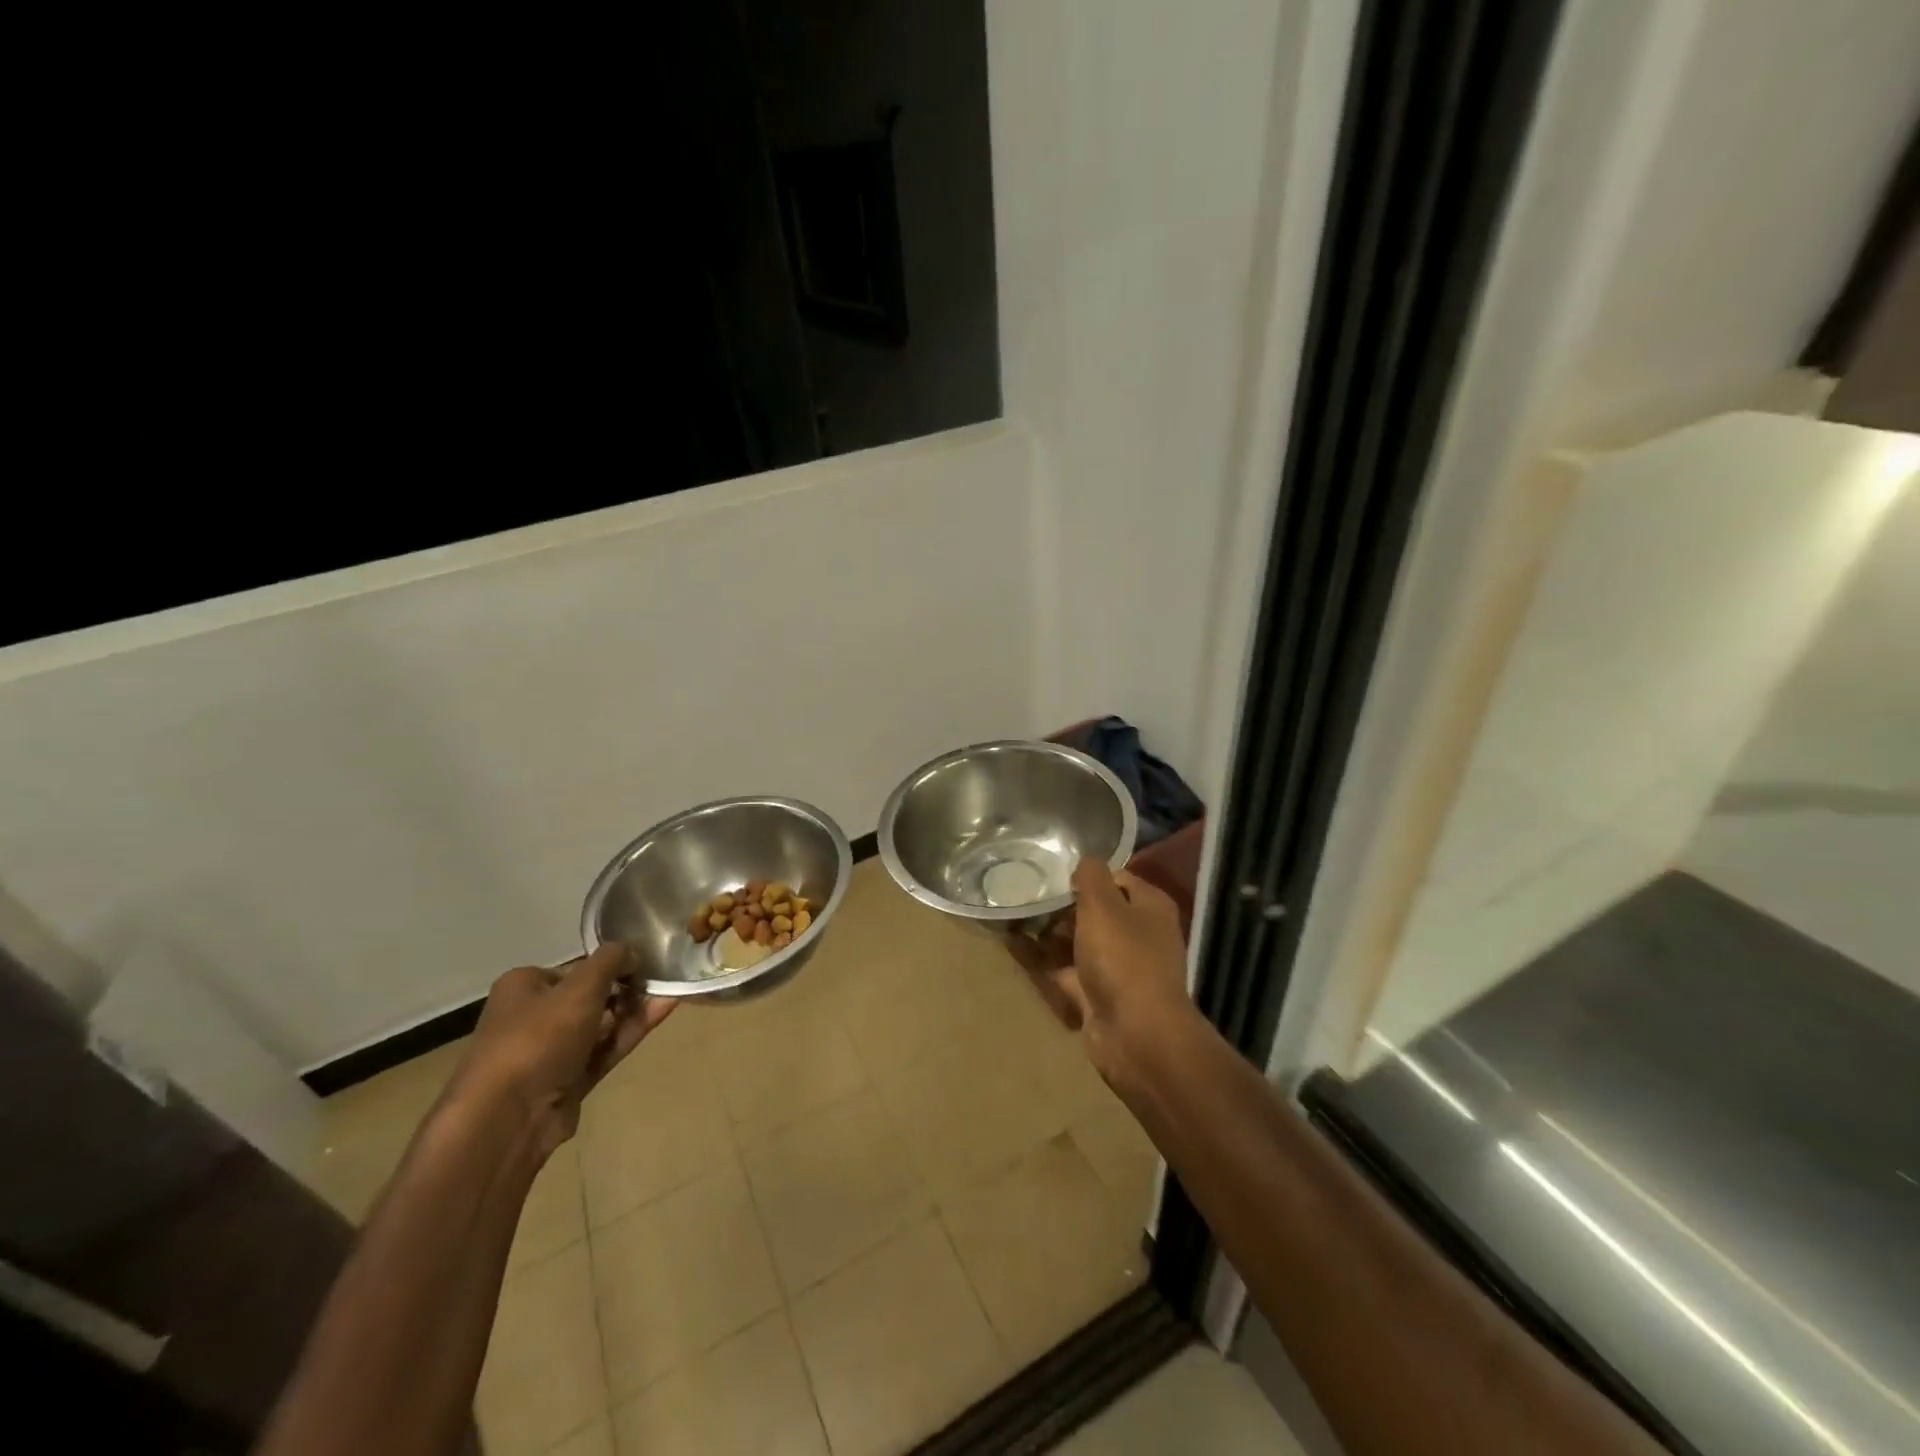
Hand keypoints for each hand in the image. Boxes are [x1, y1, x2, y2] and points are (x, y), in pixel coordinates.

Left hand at [448, 944, 674, 1160]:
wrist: (509, 1117)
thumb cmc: (539, 1037)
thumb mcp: (581, 986)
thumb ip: (612, 960)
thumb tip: (632, 952)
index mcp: (524, 986)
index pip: (576, 967)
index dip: (610, 964)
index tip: (643, 963)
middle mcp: (532, 1016)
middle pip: (590, 995)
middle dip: (626, 988)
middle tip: (660, 981)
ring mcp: (550, 1052)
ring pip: (600, 1024)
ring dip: (633, 1009)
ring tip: (671, 992)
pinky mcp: (567, 1080)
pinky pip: (604, 1049)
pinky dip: (630, 1031)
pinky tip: (663, 1011)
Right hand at [1008, 859, 1192, 1080]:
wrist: (1136, 1034)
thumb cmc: (1123, 958)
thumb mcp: (1104, 905)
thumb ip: (1091, 877)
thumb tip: (1084, 862)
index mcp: (1150, 907)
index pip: (1118, 879)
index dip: (1086, 875)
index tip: (1053, 871)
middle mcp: (1138, 935)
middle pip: (1096, 911)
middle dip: (1062, 904)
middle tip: (1026, 892)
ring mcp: (1118, 968)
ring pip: (1078, 942)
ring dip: (1049, 932)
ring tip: (1013, 914)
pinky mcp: (1098, 995)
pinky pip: (1065, 970)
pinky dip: (1043, 960)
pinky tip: (1013, 945)